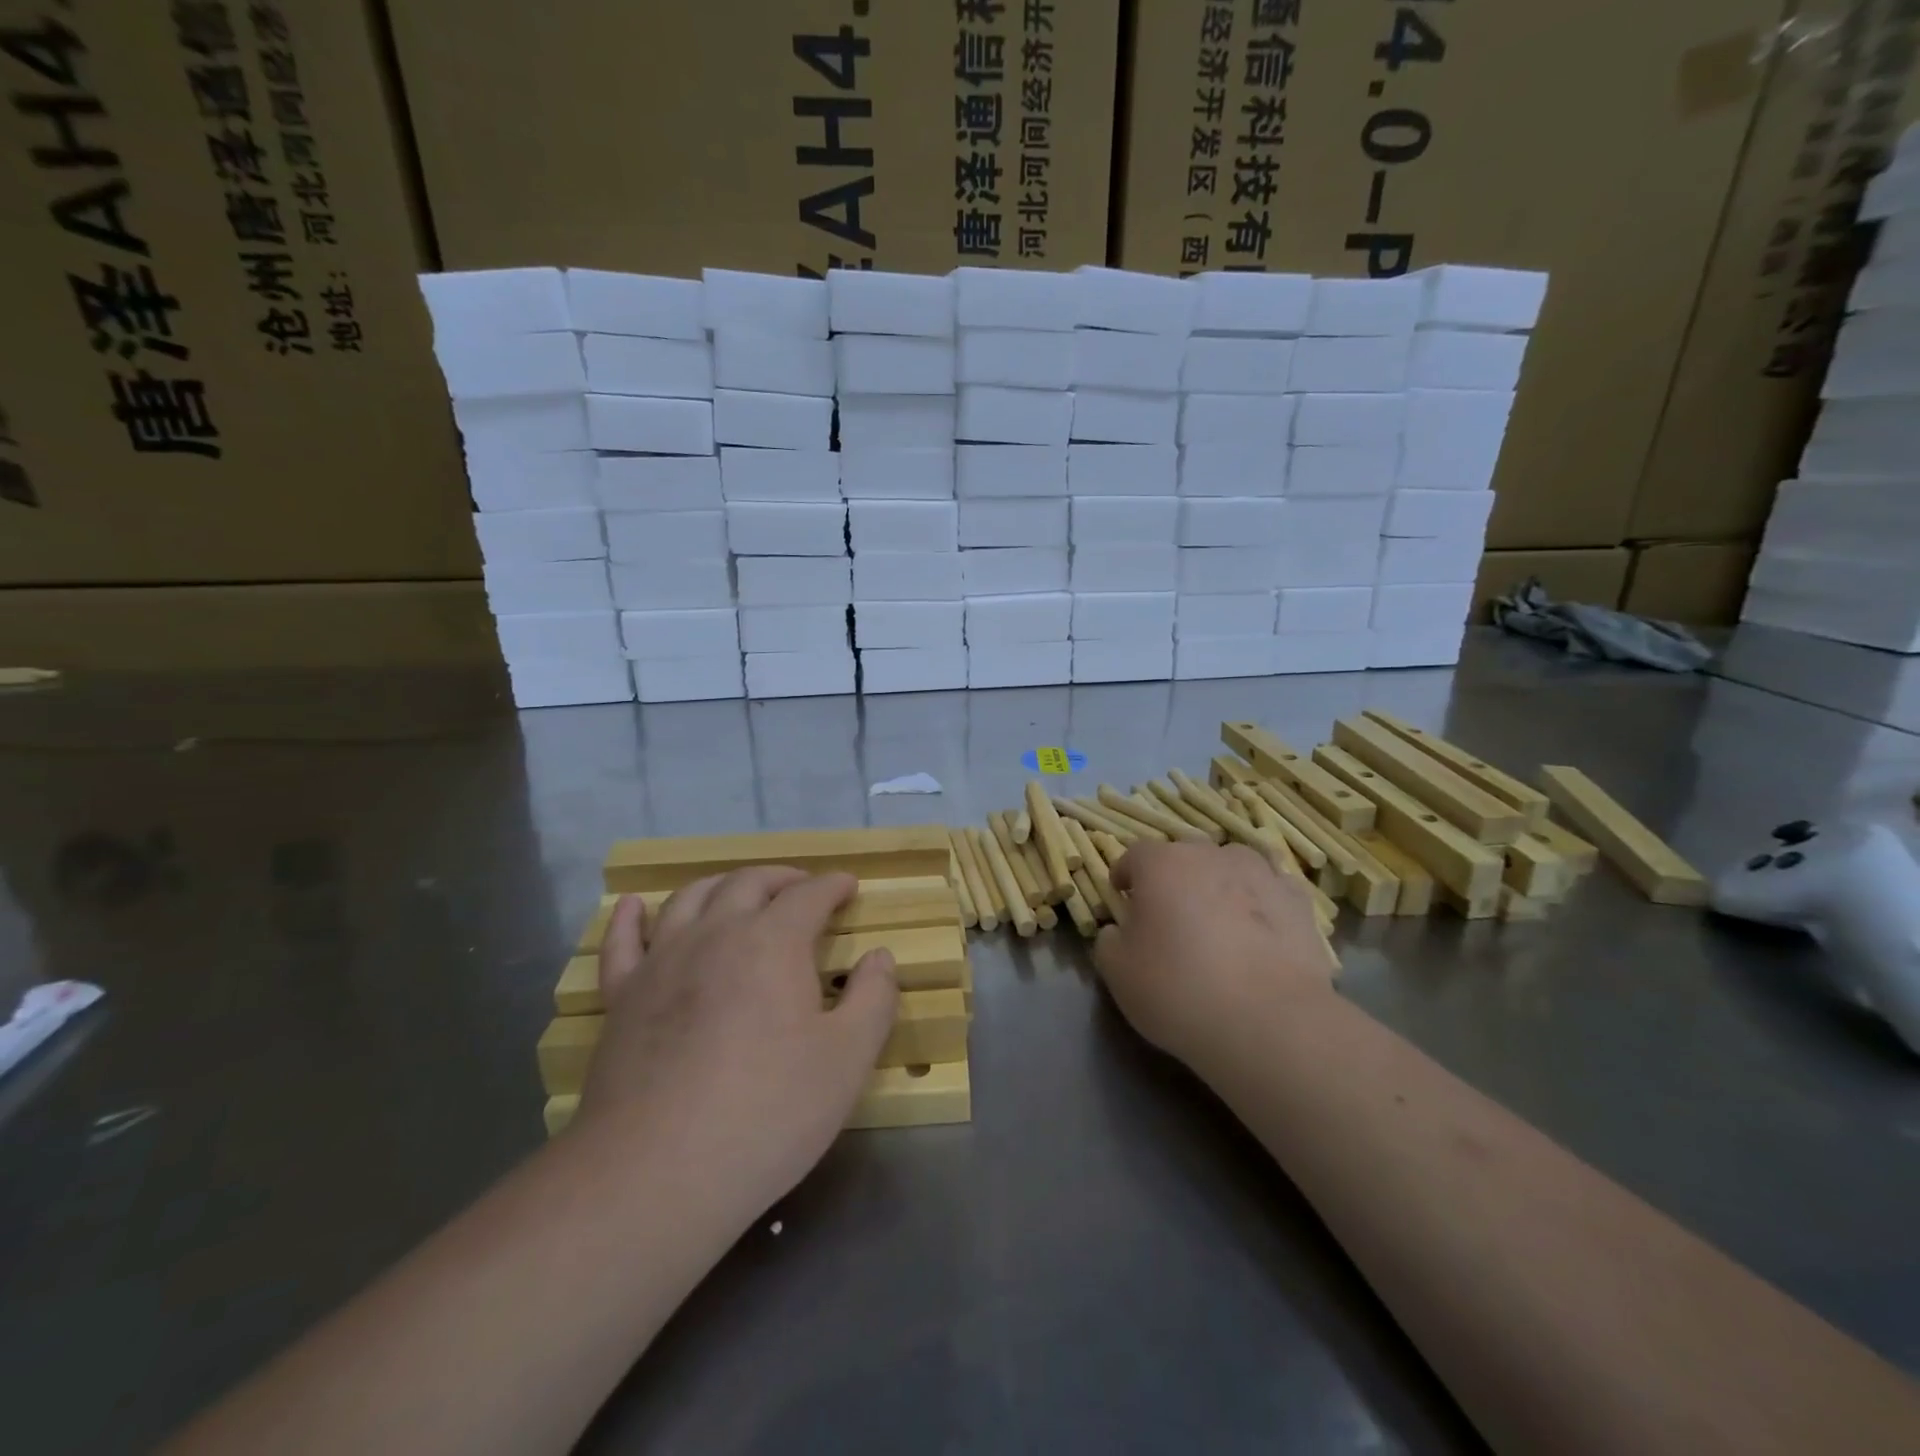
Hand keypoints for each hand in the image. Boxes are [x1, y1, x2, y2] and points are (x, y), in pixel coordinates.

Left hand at [575, 869, 897, 1216]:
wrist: (657, 1173)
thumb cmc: (768, 1112)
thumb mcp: (848, 1059)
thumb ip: (874, 998)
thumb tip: (879, 956)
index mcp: (773, 942)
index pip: (809, 895)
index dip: (833, 885)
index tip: (848, 886)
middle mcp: (715, 934)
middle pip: (748, 883)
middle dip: (782, 878)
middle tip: (802, 887)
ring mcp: (661, 962)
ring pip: (690, 898)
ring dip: (721, 884)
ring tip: (738, 891)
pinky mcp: (621, 998)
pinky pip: (622, 942)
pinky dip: (631, 917)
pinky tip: (635, 906)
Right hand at [1094, 841, 1333, 1067]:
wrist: (1269, 1021)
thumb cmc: (1178, 989)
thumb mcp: (1118, 972)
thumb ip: (1110, 940)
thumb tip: (1119, 930)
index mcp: (1161, 863)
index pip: (1134, 856)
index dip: (1125, 877)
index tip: (1122, 899)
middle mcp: (1210, 855)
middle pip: (1184, 857)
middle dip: (1173, 880)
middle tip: (1170, 918)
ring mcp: (1260, 873)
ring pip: (1230, 868)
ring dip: (1219, 886)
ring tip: (1219, 925)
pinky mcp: (1298, 902)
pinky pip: (1269, 892)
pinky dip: (1260, 906)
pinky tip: (1259, 936)